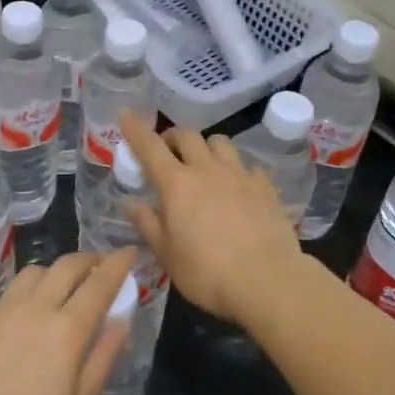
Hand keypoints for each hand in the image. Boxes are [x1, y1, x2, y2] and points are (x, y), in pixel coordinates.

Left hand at [0, 251, 135, 394]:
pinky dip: (22, 296)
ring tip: (59, 290)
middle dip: (88, 260)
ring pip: (32, 273)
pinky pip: (4, 295)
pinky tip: (19, 319)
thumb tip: (121, 320)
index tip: (129, 253)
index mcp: (66, 330)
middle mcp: (33, 309)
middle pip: (66, 266)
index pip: (100, 283)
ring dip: (54, 273)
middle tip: (99, 268)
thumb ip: (102, 358)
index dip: (118, 264)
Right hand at [119, 112, 309, 328]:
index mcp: (176, 184)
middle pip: (187, 135)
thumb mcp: (167, 255)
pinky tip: (238, 188)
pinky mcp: (265, 186)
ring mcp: (239, 174)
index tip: (127, 114)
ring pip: (220, 142)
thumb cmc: (207, 272)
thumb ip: (148, 225)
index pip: (149, 146)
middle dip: (173, 137)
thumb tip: (132, 204)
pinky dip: (237, 170)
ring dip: (206, 148)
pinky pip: (247, 166)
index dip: (135, 128)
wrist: (267, 280)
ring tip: (204, 165)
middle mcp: (207, 169)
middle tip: (167, 152)